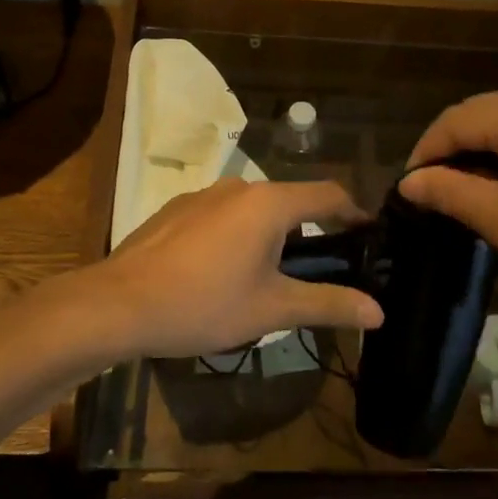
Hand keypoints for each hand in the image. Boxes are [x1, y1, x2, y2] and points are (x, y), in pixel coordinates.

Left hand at [86, 179, 383, 359]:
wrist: (119, 303)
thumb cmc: (204, 304)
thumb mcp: (272, 310)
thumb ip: (327, 304)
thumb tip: (378, 311)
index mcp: (270, 203)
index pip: (329, 195)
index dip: (354, 213)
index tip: (368, 237)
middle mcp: (240, 187)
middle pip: (291, 202)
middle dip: (310, 232)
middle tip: (318, 272)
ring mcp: (205, 194)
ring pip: (254, 209)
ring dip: (271, 235)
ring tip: (268, 278)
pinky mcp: (178, 208)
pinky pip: (223, 215)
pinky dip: (237, 235)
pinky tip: (221, 272)